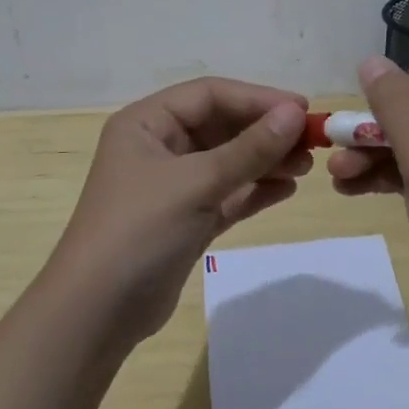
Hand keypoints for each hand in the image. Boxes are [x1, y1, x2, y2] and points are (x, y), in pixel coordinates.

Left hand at [47, 78, 310, 343]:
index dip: (257, 98)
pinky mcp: (186, 220)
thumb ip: (249, 149)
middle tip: (312, 142)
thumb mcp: (196, 183)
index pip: (209, 95)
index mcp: (146, 123)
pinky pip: (227, 194)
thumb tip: (296, 114)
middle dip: (265, 132)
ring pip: (228, 161)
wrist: (97, 314)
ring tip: (307, 167)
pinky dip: (255, 190)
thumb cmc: (139, 231)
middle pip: (221, 126)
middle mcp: (158, 147)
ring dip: (266, 161)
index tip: (302, 110)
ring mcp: (172, 186)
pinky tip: (287, 190)